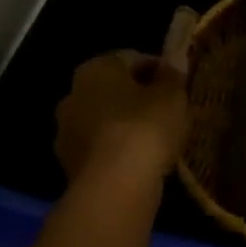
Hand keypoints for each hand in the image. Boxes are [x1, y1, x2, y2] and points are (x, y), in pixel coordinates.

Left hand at [55, 53, 189, 184]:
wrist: (114, 188)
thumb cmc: (145, 128)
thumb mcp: (173, 95)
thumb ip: (173, 76)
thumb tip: (171, 66)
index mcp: (95, 69)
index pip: (132, 59)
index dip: (159, 69)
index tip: (178, 85)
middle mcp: (73, 95)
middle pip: (114, 90)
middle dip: (139, 98)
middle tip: (169, 111)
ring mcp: (66, 133)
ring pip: (106, 121)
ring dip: (127, 126)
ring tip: (159, 140)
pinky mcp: (70, 165)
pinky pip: (102, 149)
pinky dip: (119, 151)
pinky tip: (143, 161)